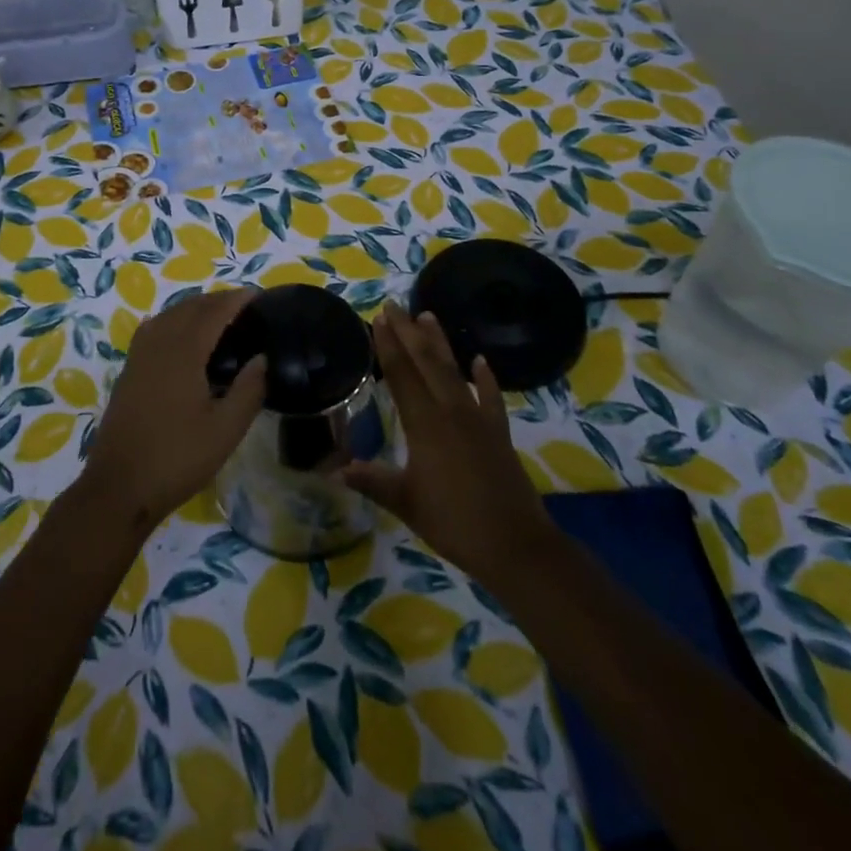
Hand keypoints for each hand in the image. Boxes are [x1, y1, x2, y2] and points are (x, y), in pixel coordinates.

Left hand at [79, 289, 267, 529]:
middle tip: (242, 306)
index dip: (235, 300)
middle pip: (188, 308)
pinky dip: (171, 322)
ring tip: (216, 316)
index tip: (257, 295)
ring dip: (192, 308)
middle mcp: (158, 346)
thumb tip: (263, 358)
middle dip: (215, 300)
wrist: (119, 487)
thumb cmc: (177, 459)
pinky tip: (178, 336)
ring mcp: (138, 358)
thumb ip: (248, 390)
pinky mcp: (128, 373)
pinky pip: (152, 331)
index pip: (212, 313)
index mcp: (183, 353)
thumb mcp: (225, 431)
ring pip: (167, 316)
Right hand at [343, 302, 553, 589]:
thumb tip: (335, 470)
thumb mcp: (405, 502)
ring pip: (454, 371)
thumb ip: (372, 481)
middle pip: (426, 363)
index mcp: (425, 424)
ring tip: (428, 316)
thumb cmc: (454, 522)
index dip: (388, 346)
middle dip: (408, 332)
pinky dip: (484, 378)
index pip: (402, 375)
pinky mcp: (498, 432)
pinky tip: (480, 361)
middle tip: (394, 305)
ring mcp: (478, 419)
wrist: (515, 545)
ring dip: (440, 343)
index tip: (378, 319)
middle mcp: (451, 411)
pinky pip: (490, 397)